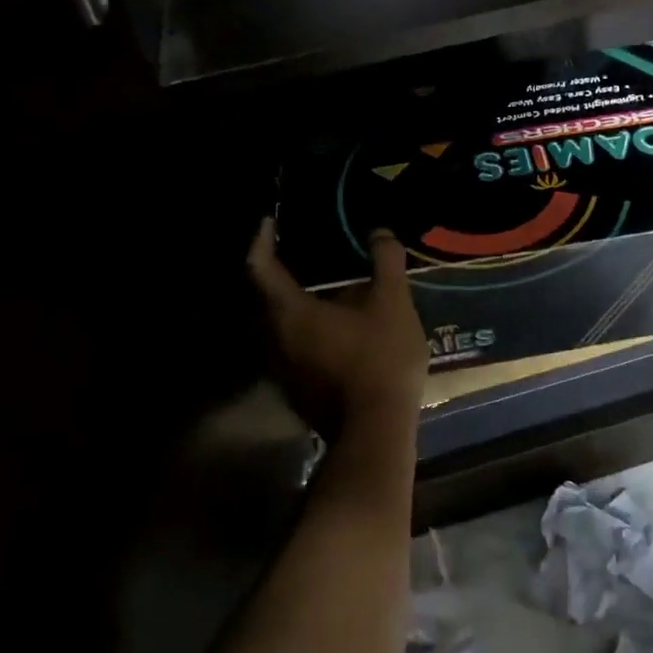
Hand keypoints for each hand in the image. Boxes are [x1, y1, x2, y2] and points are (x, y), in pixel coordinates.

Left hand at [246, 217, 428, 433]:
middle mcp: (274, 339)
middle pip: (261, 298)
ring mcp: (282, 370)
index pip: (260, 266)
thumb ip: (385, 262)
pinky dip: (301, 330)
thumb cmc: (380, 358)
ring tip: (315, 289)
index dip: (261, 240)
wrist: (376, 430)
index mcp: (289, 312)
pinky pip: (289, 349)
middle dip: (273, 273)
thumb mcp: (393, 303)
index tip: (269, 222)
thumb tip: (380, 232)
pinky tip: (329, 329)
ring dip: (288, 305)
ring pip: (275, 327)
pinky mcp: (296, 391)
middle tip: (294, 252)